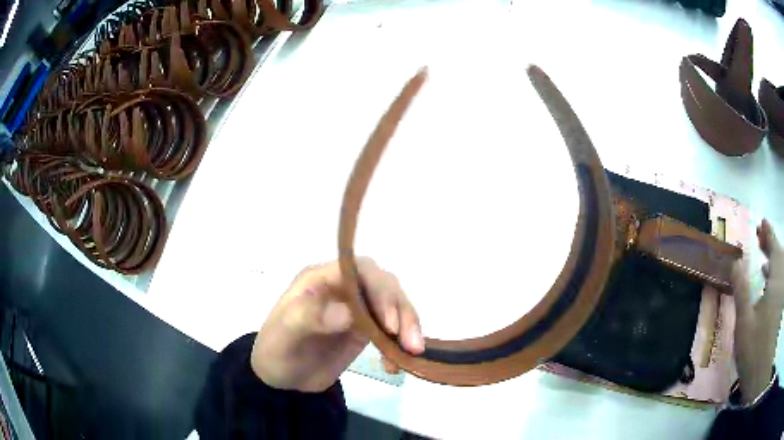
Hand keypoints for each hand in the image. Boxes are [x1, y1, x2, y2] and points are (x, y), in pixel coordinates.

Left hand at [250, 258, 424, 391]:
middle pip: (384, 286)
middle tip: (411, 342)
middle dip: (401, 310)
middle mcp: (343, 288)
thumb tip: (347, 313)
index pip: (360, 270)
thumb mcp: (285, 332)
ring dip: (408, 326)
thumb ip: (310, 317)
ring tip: (413, 351)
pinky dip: (399, 344)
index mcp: (322, 278)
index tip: (388, 323)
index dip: (379, 290)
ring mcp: (356, 309)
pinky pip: (391, 331)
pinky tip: (395, 364)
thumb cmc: (277, 349)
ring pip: (393, 306)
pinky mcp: (364, 330)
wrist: (280, 377)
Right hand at [731, 219, 783, 402]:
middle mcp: (781, 282)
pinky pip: (779, 283)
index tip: (762, 222)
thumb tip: (736, 262)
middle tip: (761, 236)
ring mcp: (782, 296)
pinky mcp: (780, 309)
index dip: (768, 233)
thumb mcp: (745, 322)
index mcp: (776, 279)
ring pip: (780, 270)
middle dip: (770, 244)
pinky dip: (774, 277)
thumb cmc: (755, 349)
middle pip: (779, 255)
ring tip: (763, 259)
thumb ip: (742, 290)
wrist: (761, 374)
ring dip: (773, 260)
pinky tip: (767, 282)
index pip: (774, 247)